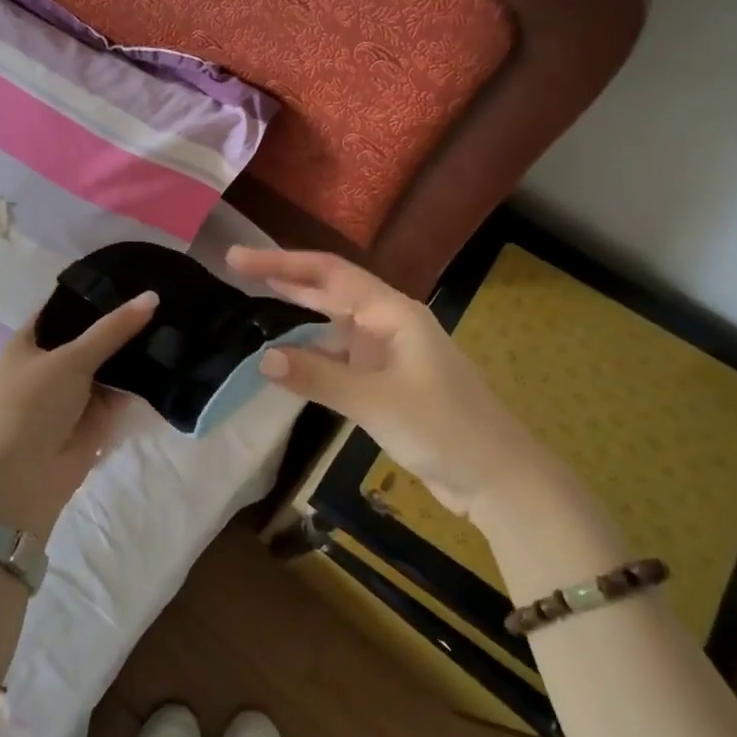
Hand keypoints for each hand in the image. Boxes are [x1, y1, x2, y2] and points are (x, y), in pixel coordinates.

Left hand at [0, 290, 158, 537]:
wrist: (26, 475)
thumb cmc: (34, 404)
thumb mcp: (71, 358)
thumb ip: (112, 329)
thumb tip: (152, 297)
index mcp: (29, 342)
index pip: (64, 309)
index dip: (93, 295)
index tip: (130, 277)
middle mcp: (51, 363)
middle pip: (91, 336)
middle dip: (121, 323)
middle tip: (162, 297)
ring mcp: (74, 391)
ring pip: (109, 364)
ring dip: (134, 350)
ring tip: (173, 320)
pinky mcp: (95, 416)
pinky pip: (121, 390)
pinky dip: (140, 379)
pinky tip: (171, 357)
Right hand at [227, 247, 544, 518]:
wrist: (497, 478)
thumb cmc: (443, 429)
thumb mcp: (375, 401)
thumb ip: (318, 377)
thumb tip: (264, 358)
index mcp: (393, 313)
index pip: (328, 274)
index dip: (282, 263)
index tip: (238, 258)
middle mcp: (390, 323)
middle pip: (330, 289)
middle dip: (286, 277)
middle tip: (238, 266)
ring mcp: (390, 351)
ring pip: (335, 321)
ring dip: (299, 309)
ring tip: (258, 297)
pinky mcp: (388, 379)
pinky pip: (341, 354)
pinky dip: (313, 351)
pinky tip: (290, 357)